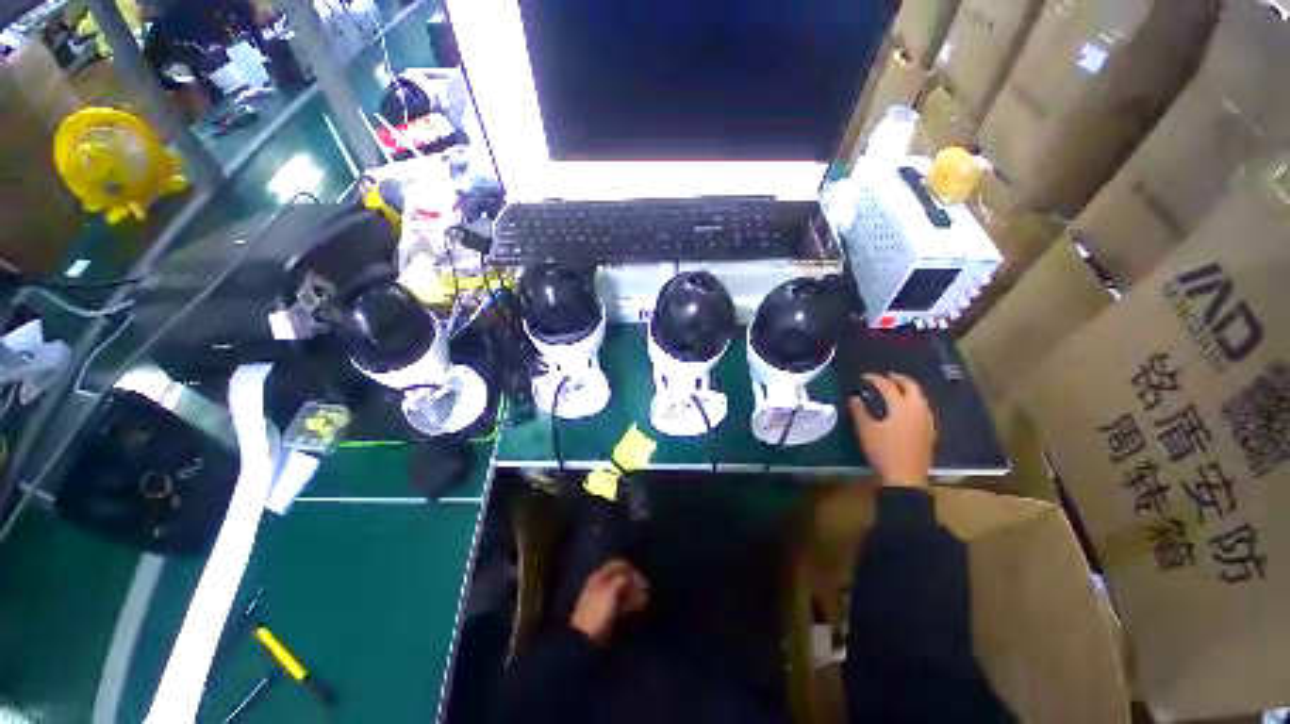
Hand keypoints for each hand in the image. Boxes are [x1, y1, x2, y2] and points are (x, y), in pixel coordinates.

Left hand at [571, 560, 648, 645]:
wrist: (584, 637)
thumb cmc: (597, 610)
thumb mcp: (610, 591)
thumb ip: (621, 579)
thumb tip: (630, 575)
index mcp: (599, 576)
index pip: (617, 565)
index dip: (630, 568)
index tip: (640, 577)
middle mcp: (601, 584)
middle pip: (620, 577)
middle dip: (633, 582)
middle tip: (645, 589)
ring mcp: (604, 598)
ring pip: (621, 591)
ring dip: (633, 593)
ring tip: (645, 599)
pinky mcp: (606, 612)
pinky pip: (620, 603)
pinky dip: (630, 603)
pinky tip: (638, 607)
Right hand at [849, 373, 935, 486]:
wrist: (905, 477)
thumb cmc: (883, 451)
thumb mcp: (865, 430)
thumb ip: (859, 411)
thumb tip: (855, 398)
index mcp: (901, 406)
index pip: (887, 385)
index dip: (875, 379)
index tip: (863, 377)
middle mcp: (918, 409)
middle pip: (911, 386)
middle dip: (898, 379)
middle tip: (886, 377)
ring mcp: (927, 420)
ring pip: (920, 397)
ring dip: (908, 389)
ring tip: (896, 390)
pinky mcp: (930, 431)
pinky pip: (923, 408)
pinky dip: (914, 402)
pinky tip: (906, 409)